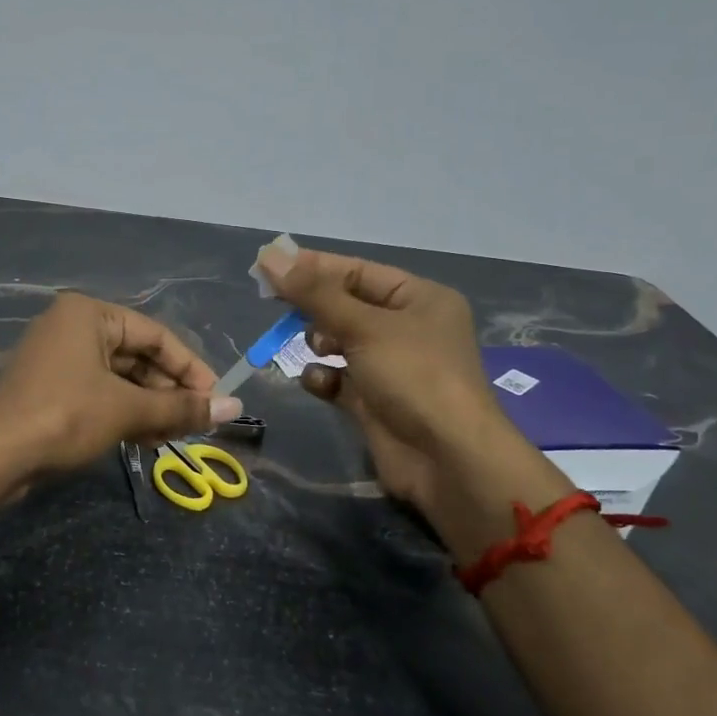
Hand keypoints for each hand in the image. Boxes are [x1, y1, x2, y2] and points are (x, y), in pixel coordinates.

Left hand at [0, 293, 243, 475]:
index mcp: (89, 314)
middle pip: (137, 356)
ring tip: (170, 438)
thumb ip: (181, 407)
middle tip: (195, 424)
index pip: (156, 335)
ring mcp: (57, 358)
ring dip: (148, 407)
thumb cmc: (64, 416)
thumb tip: (234, 407)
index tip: (215, 400)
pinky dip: (123, 413)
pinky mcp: (49, 388)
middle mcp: (72, 327)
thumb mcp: (127, 410)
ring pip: (119, 378)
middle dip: (168, 392)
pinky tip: (143, 440)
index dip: (190, 368)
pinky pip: (98, 393)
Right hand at [259, 244, 507, 508]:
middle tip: (276, 305)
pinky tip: (317, 382)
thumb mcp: (364, 327)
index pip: (358, 272)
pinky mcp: (375, 401)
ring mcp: (392, 367)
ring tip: (314, 348)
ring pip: (341, 342)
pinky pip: (339, 379)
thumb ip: (314, 293)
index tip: (269, 266)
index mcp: (419, 299)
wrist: (447, 459)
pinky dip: (324, 378)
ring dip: (319, 343)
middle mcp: (408, 328)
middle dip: (315, 308)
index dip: (314, 267)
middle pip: (347, 306)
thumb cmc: (413, 376)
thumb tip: (269, 256)